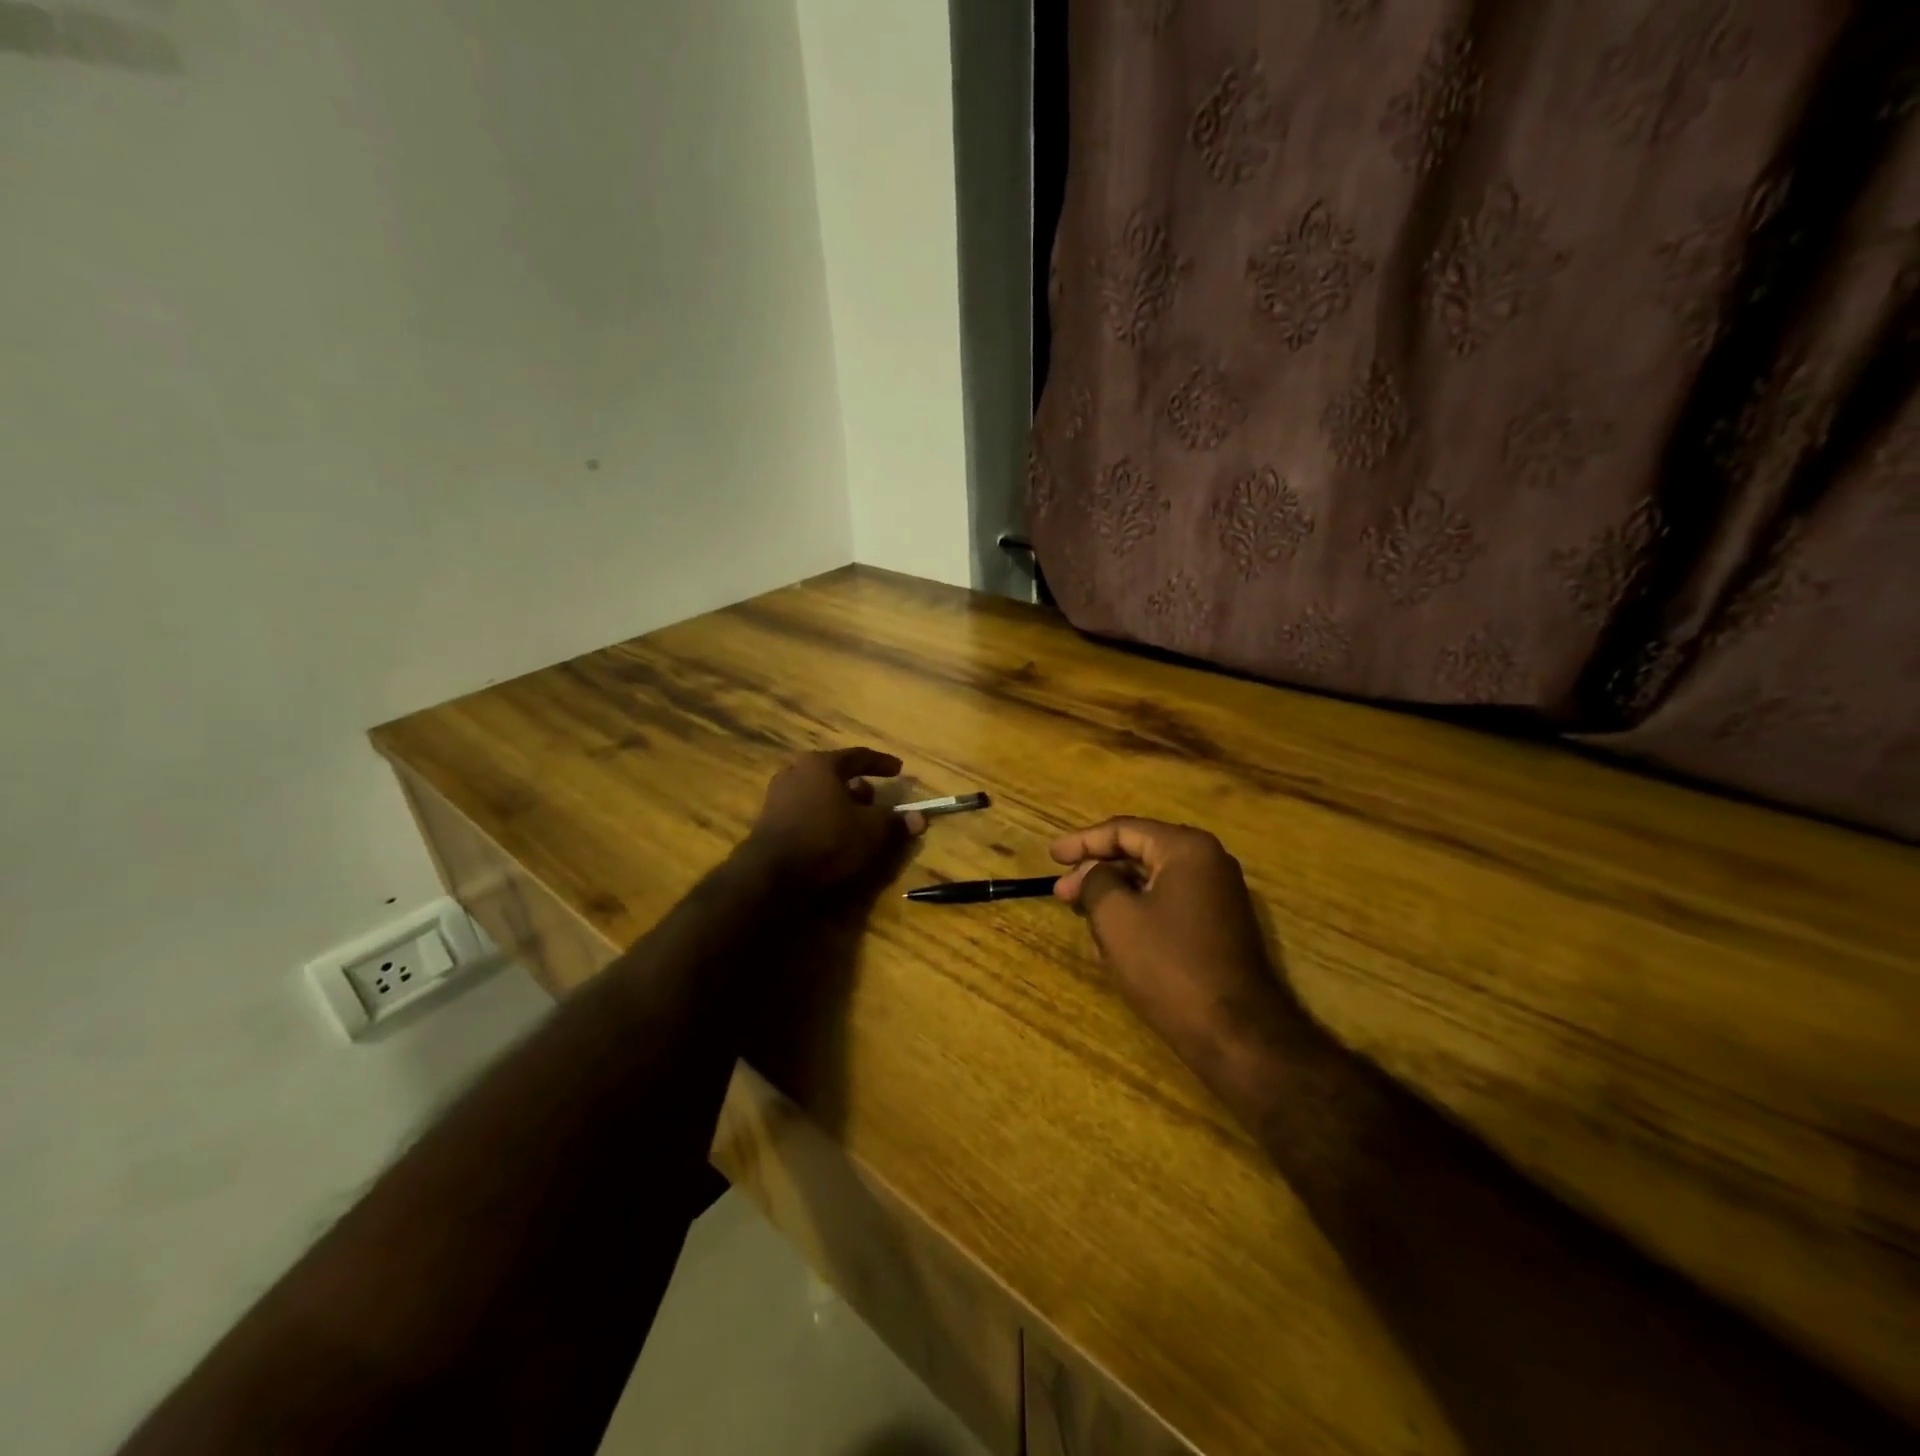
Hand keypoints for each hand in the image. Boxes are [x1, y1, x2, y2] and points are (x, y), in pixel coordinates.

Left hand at [742, 748, 924, 889]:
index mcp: (821, 764)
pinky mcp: (768, 820)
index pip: (859, 756)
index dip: (882, 763)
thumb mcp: (871, 831)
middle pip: (835, 773)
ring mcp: (778, 795)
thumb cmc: (827, 840)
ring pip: (818, 792)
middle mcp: (796, 772)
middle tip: (875, 800)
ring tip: (855, 821)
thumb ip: (895, 821)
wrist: (771, 874)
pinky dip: (822, 817)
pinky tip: (832, 835)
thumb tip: (920, 818)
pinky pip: (805, 810)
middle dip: (859, 786)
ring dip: (839, 803)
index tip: (899, 770)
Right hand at [1051, 817, 1292, 1064]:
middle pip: (1139, 853)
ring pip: (1152, 882)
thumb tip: (1095, 874)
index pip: (1123, 830)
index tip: (1052, 856)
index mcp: (1186, 848)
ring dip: (1114, 895)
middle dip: (1096, 871)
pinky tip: (1111, 939)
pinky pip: (1169, 906)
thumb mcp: (1115, 916)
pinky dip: (1137, 914)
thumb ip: (1095, 881)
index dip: (1082, 841)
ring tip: (1082, 915)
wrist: (1233, 1032)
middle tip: (1062, 892)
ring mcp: (1219, 896)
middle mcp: (1209, 862)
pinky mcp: (1219, 927)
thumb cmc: (1168, 965)